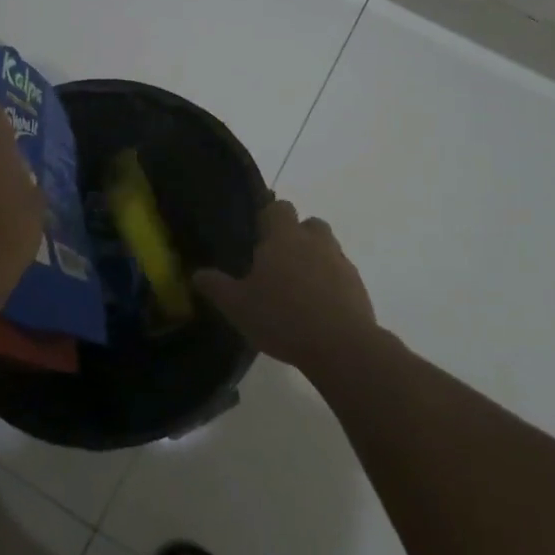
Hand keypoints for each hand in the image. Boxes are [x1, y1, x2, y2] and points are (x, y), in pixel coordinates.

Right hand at [195, 200, 376, 374]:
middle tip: (277, 262)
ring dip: (314, 258)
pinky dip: (330, 283)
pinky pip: (340, 274)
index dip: (268, 216)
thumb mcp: (237, 306)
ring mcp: (340, 262)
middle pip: (307, 224)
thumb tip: (197, 274)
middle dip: (295, 236)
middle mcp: (314, 240)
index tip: (257, 235)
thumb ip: (216, 286)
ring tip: (297, 287)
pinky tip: (317, 309)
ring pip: (326, 248)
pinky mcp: (358, 286)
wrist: (341, 346)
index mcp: (284, 236)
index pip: (278, 207)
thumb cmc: (282, 317)